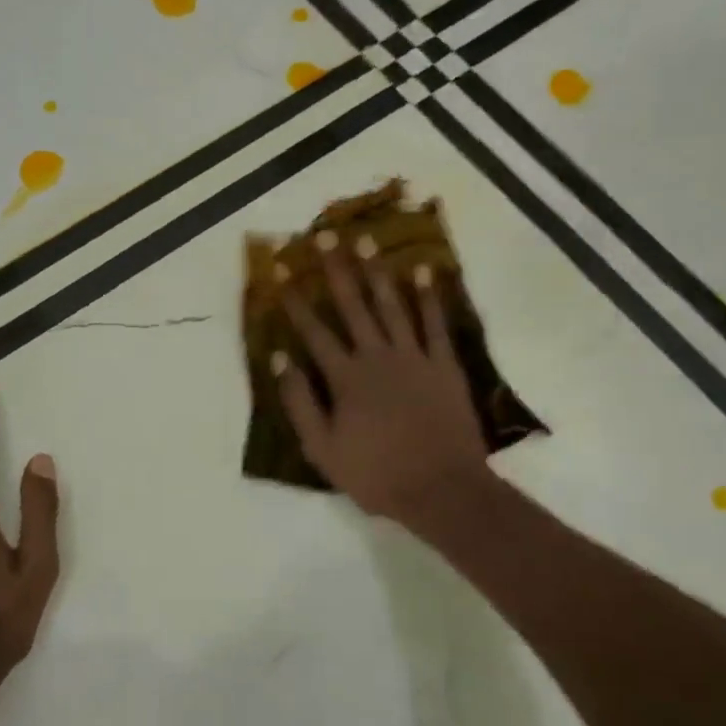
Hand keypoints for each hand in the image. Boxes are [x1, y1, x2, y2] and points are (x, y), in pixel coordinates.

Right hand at [276, 233, 490, 529]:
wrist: (441, 489)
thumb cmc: (376, 475)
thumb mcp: (322, 449)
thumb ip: (300, 403)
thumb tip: (281, 360)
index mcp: (345, 378)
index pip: (314, 331)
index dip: (294, 300)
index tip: (281, 270)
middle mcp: (377, 357)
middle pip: (353, 306)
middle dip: (336, 270)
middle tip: (326, 237)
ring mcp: (414, 357)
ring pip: (392, 306)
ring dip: (377, 273)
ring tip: (366, 242)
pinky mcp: (444, 365)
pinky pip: (435, 324)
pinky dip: (428, 297)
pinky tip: (421, 272)